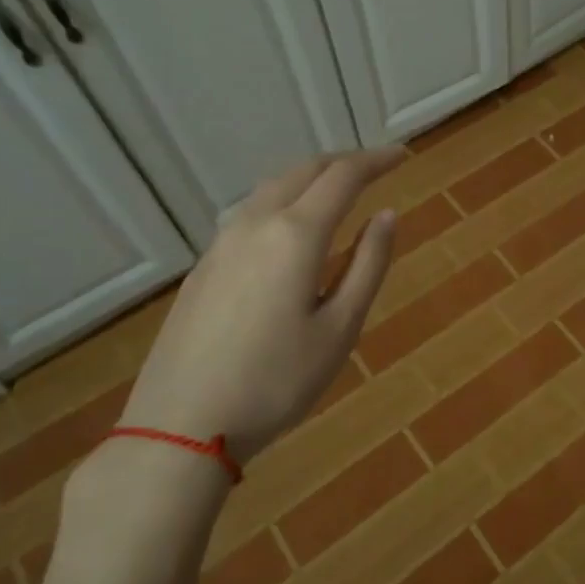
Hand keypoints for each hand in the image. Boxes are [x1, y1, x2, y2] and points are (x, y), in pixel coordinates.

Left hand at [119, 148, 401, 461]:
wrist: (181, 426)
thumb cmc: (276, 382)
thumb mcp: (340, 328)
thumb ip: (368, 264)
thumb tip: (387, 215)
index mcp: (295, 235)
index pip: (343, 176)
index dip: (376, 161)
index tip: (403, 156)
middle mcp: (255, 224)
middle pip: (303, 171)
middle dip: (343, 161)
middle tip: (376, 168)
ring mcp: (222, 244)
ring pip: (272, 188)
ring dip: (311, 178)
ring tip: (339, 191)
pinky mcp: (203, 266)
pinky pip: (251, 212)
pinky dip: (284, 200)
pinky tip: (292, 228)